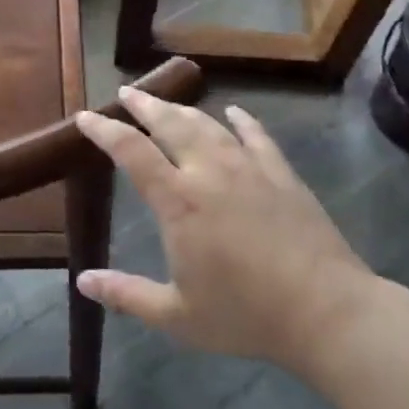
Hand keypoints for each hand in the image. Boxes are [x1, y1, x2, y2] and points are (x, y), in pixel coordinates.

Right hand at [73, 89, 375, 372]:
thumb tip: (82, 281)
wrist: (325, 311)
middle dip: (144, 104)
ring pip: (208, 124)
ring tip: (167, 101)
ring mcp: (248, 167)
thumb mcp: (177, 316)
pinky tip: (234, 112)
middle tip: (127, 92)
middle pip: (169, 123)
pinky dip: (242, 121)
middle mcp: (208, 171)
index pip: (130, 151)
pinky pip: (257, 136)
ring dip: (183, 108)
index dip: (104, 129)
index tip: (85, 116)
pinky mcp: (281, 173)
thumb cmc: (245, 315)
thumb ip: (127, 295)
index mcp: (178, 200)